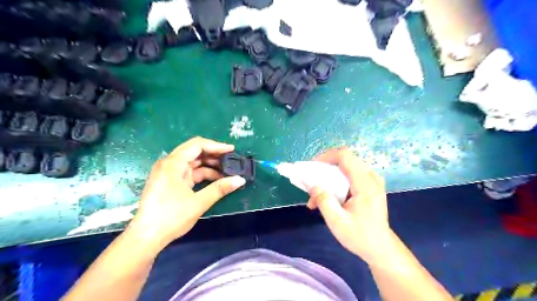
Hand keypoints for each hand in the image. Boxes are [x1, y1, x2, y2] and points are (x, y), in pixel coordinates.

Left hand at [128, 136, 245, 249]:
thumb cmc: (171, 217)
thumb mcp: (199, 202)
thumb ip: (220, 188)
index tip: (232, 150)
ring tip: (227, 171)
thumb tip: (240, 180)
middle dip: (214, 155)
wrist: (147, 237)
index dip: (216, 146)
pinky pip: (189, 172)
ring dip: (210, 166)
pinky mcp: (170, 181)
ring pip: (193, 162)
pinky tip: (216, 180)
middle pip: (195, 151)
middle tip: (231, 160)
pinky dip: (203, 174)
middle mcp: (169, 164)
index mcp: (173, 164)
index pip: (197, 145)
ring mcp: (169, 173)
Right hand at [309, 149, 392, 264]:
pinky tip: (327, 199)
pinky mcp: (369, 187)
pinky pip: (350, 176)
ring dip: (328, 179)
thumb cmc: (360, 236)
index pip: (345, 156)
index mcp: (365, 184)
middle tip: (311, 181)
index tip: (312, 167)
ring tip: (316, 197)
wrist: (381, 249)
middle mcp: (370, 178)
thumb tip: (310, 183)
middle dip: (324, 169)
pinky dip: (335, 184)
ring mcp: (371, 182)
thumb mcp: (337, 221)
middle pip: (344, 160)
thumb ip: (323, 200)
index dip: (326, 156)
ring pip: (345, 169)